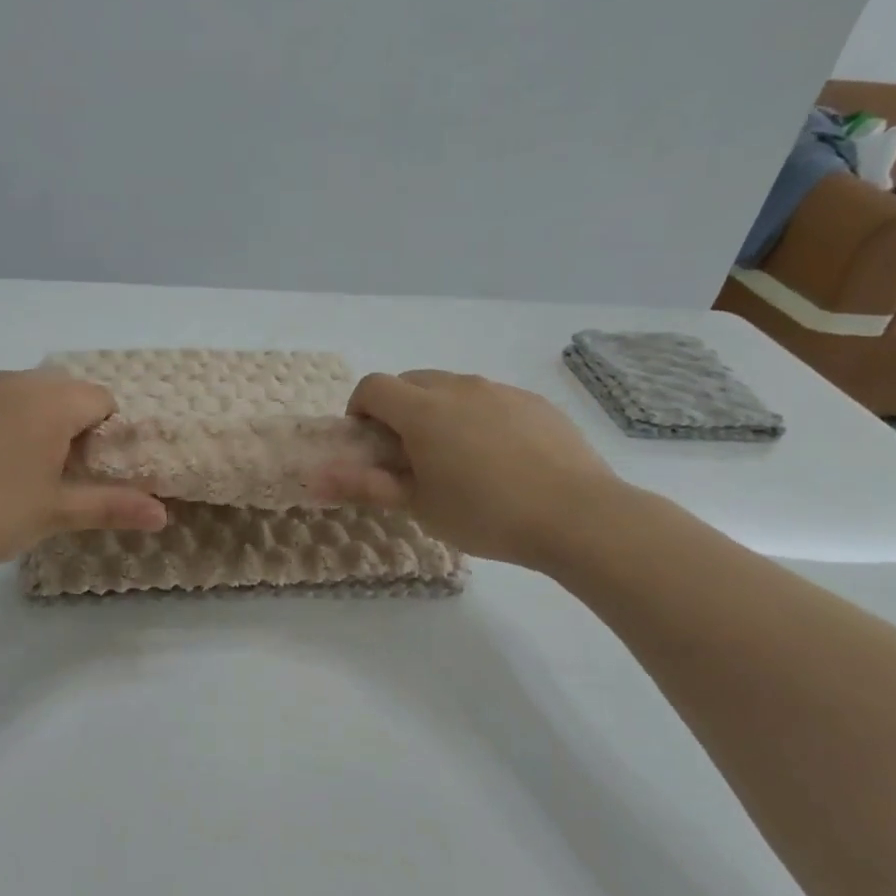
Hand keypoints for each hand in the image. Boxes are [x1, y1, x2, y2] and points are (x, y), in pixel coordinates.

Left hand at [0, 370, 167, 575]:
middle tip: (63, 478)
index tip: (93, 474)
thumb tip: (163, 513)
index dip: (108, 437)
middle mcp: (15, 381)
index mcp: (50, 400)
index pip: (102, 401)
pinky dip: (5, 426)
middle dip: (75, 429)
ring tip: (24, 475)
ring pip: (28, 398)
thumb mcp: (56, 512)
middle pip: (67, 394)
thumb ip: (112, 505)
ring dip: (40, 426)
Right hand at [316, 370, 623, 570]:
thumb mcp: (420, 506)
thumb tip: (317, 478)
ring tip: (456, 458)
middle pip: (411, 381)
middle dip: (398, 409)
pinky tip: (499, 458)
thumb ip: (366, 485)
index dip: (360, 410)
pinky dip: (477, 416)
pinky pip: (490, 398)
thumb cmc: (485, 514)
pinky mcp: (534, 402)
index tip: (369, 444)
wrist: (578, 515)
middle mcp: (459, 387)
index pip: (373, 387)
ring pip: (452, 387)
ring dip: (438, 411)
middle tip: (408, 454)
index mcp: (423, 410)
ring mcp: (500, 391)